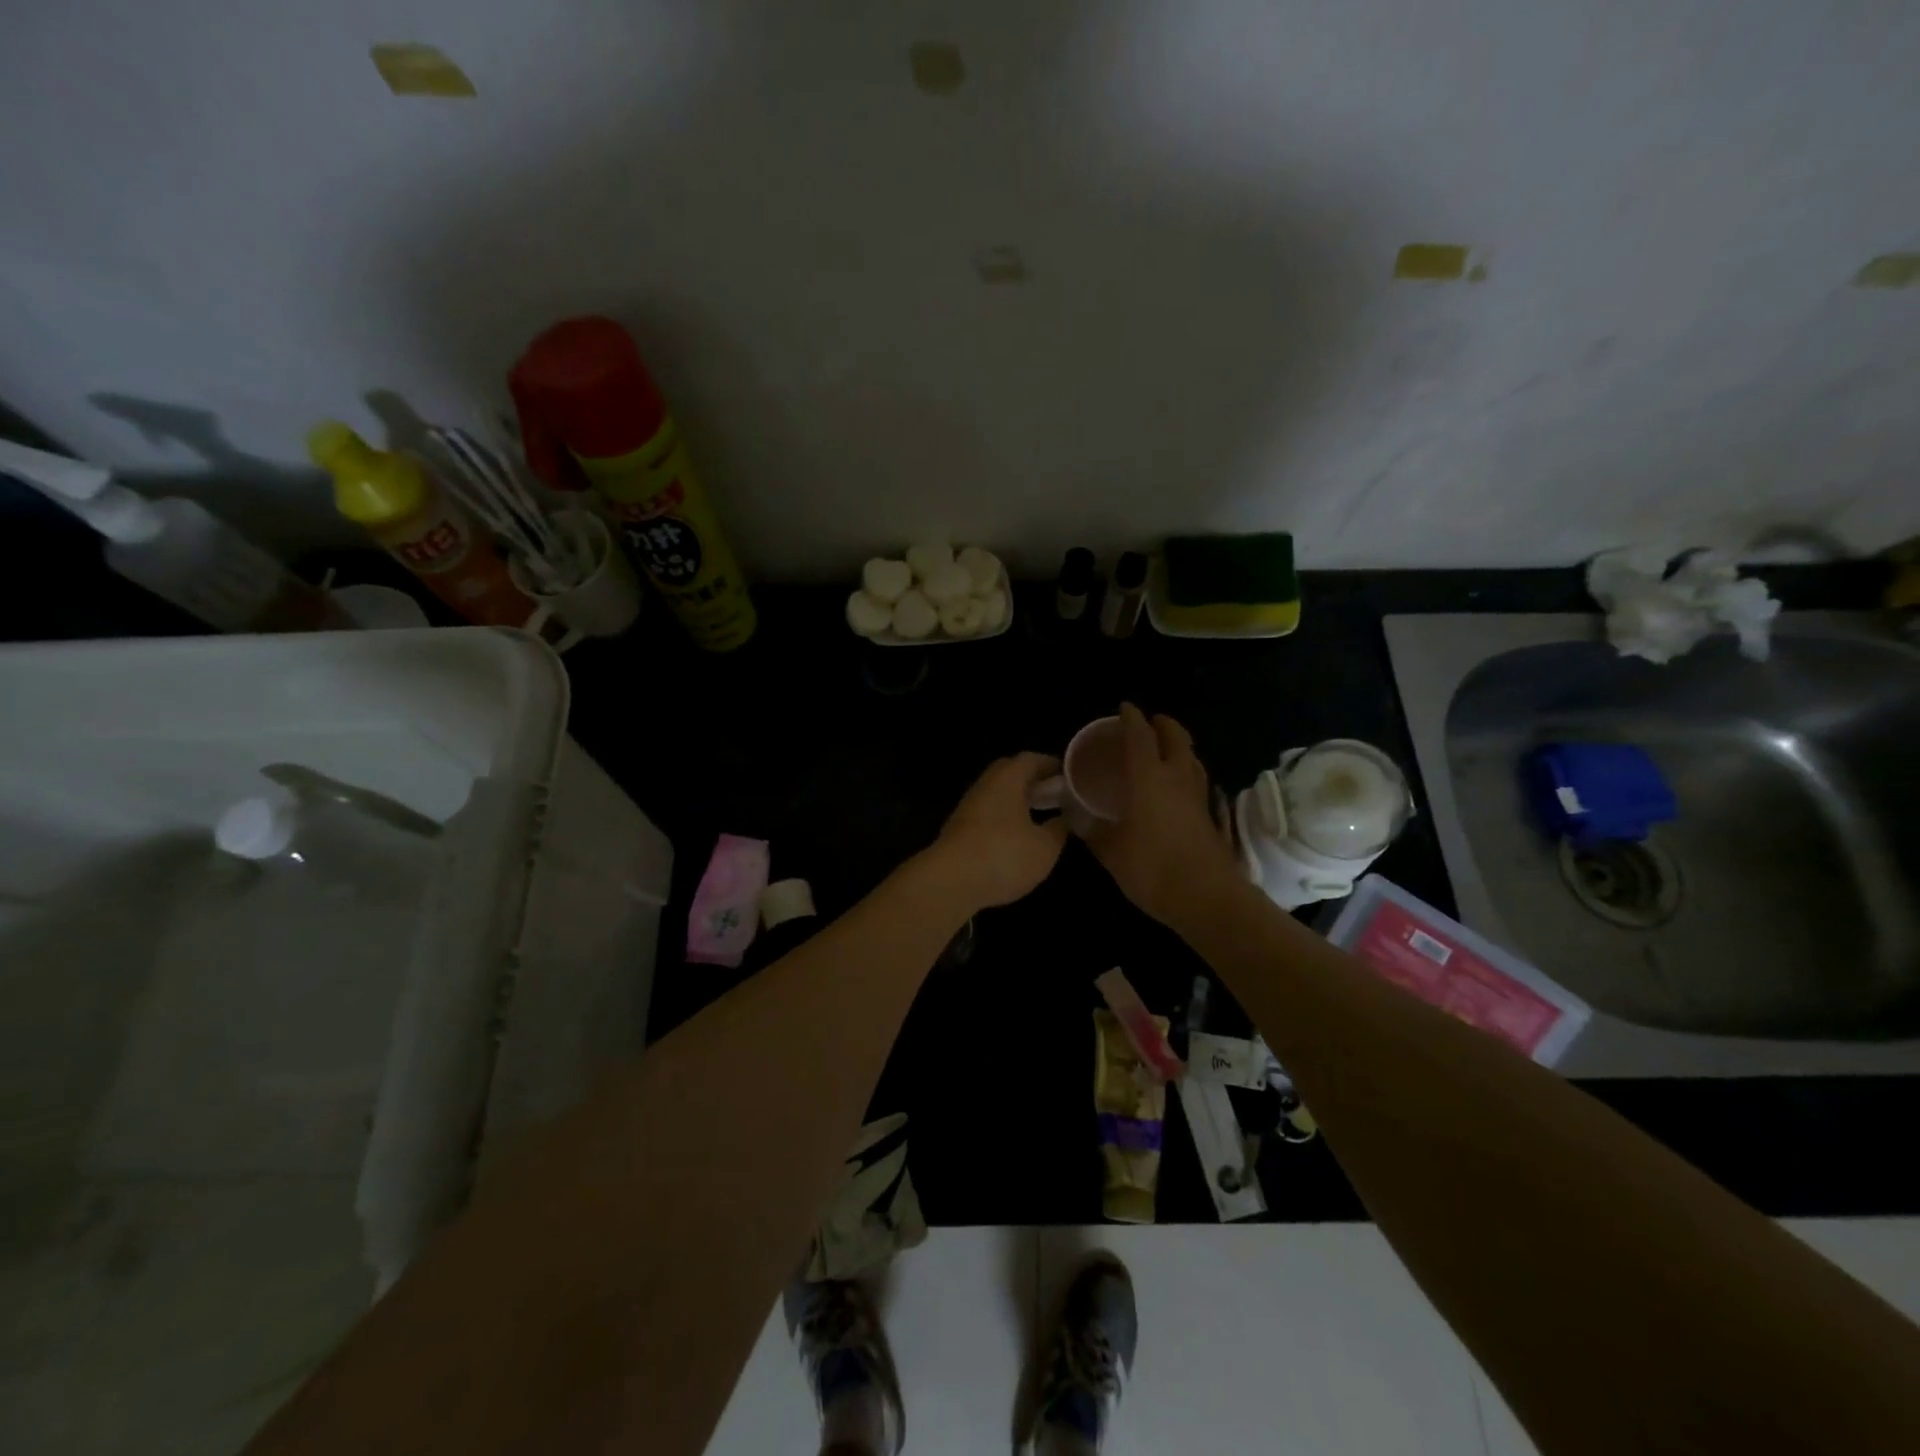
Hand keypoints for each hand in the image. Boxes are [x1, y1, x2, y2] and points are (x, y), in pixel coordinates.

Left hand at [922, 752, 1069, 910]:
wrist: (950, 882)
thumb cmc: (1004, 855)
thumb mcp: (1044, 847)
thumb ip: (1058, 830)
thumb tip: (1064, 818)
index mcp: (1007, 779)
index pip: (1030, 759)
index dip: (1050, 765)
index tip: (1068, 776)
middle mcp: (984, 786)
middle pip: (1009, 774)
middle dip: (1032, 781)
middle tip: (1054, 794)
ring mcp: (968, 808)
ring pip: (996, 795)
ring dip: (1016, 802)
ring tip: (1039, 817)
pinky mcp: (958, 831)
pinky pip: (987, 815)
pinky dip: (1003, 820)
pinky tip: (1015, 838)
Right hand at [1086, 703, 1240, 926]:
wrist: (1206, 897)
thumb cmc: (1152, 868)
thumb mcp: (1111, 851)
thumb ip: (1093, 831)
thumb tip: (1077, 817)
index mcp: (1147, 778)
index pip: (1140, 736)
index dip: (1131, 718)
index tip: (1125, 707)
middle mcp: (1176, 778)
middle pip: (1176, 737)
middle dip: (1163, 724)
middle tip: (1150, 722)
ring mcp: (1198, 796)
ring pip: (1191, 757)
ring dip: (1179, 745)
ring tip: (1164, 748)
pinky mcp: (1209, 815)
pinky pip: (1197, 779)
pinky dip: (1186, 770)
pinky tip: (1178, 785)